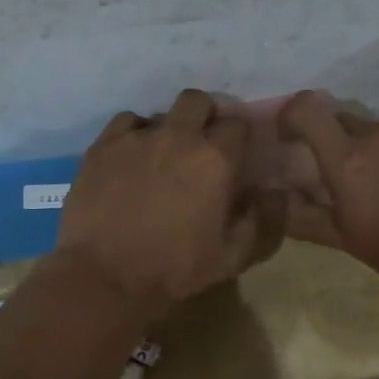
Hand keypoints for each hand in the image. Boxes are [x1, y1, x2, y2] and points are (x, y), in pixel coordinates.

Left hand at [53, 89, 283, 320]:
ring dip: (168, 129)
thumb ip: (263, 221)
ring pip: (161, 112)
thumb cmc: (175, 270)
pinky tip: (130, 159)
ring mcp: (137, 138)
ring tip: (161, 158)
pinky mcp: (104, 145)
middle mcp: (179, 137)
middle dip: (204, 117)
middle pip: (198, 101)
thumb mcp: (233, 257)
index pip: (237, 124)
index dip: (237, 139)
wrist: (106, 277)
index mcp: (216, 159)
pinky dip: (133, 135)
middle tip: (199, 146)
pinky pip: (126, 122)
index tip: (233, 156)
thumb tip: (274, 193)